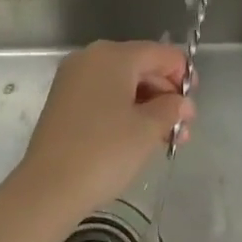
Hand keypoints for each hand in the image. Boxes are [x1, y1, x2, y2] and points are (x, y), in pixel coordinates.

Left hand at [18, 41, 191, 219]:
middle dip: (166, 95)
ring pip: (123, 84)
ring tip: (168, 140)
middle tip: (183, 129)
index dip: (183, 74)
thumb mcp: (147, 129)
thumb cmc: (105, 151)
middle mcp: (91, 58)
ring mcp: (74, 79)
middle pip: (141, 66)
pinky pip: (104, 96)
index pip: (160, 53)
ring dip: (148, 107)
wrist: (49, 188)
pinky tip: (139, 137)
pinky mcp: (64, 101)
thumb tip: (183, 103)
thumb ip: (171, 109)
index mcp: (114, 55)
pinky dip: (125, 111)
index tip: (193, 104)